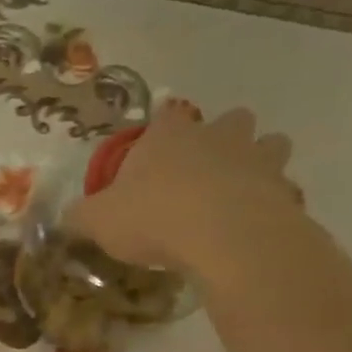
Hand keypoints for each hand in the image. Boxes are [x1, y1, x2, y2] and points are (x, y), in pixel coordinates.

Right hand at [64, 106, 298, 275]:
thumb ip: (80, 217)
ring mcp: (257, 158)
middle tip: (204, 170)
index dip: (161, 130)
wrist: (224, 236)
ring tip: (238, 191)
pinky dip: (272, 201)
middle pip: (231, 119)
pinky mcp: (284, 189)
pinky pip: (282, 188)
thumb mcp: (97, 221)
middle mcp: (216, 136)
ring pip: (270, 144)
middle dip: (223, 137)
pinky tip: (253, 224)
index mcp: (168, 136)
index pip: (166, 116)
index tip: (155, 147)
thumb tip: (66, 217)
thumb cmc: (154, 217)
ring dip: (258, 160)